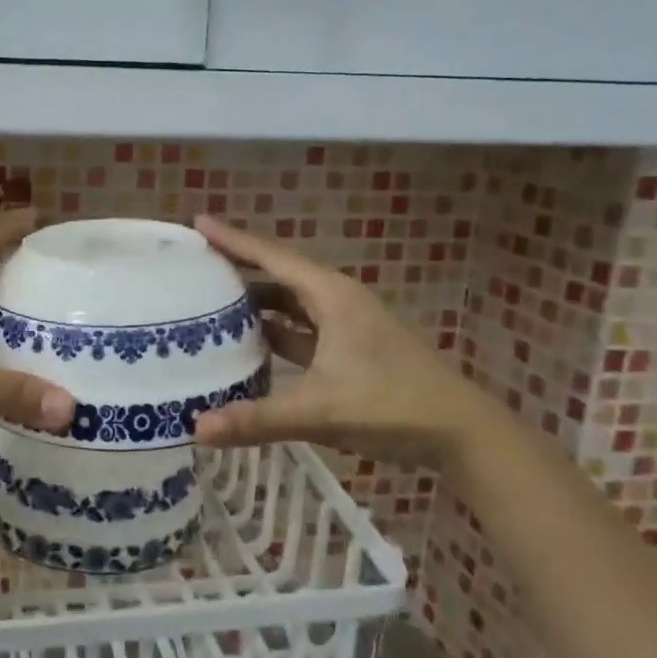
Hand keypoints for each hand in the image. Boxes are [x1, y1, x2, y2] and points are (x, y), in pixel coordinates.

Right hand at [189, 216, 504, 461]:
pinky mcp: (350, 352)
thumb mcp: (320, 410)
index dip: (233, 240)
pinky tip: (249, 346)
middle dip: (238, 269)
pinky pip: (301, 332)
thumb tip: (197, 430)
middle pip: (278, 276)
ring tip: (210, 304)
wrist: (462, 434)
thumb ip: (258, 419)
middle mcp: (337, 302)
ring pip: (290, 305)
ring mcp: (346, 327)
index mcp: (331, 296)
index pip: (272, 257)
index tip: (198, 223)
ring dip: (255, 303)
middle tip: (194, 267)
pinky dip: (274, 333)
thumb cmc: (392, 405)